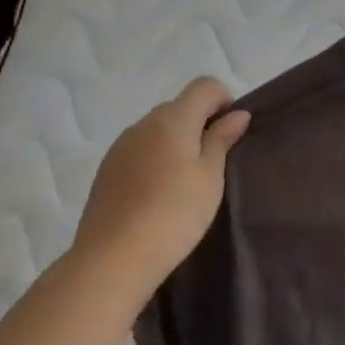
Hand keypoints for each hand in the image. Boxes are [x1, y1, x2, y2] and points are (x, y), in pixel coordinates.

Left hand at [70, 79, 249, 283]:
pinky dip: (156, 158)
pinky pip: (140, 149)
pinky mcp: (107, 169)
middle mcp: (143, 123)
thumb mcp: (210, 177)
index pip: (204, 86)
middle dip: (201, 122)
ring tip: (187, 181)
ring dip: (177, 141)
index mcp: (173, 119)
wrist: (114, 258)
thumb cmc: (175, 213)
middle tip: (215, 161)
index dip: (224, 100)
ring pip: (158, 129)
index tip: (231, 133)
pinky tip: (160, 192)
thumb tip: (237, 114)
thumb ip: (222, 140)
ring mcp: (121, 146)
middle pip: (179, 106)